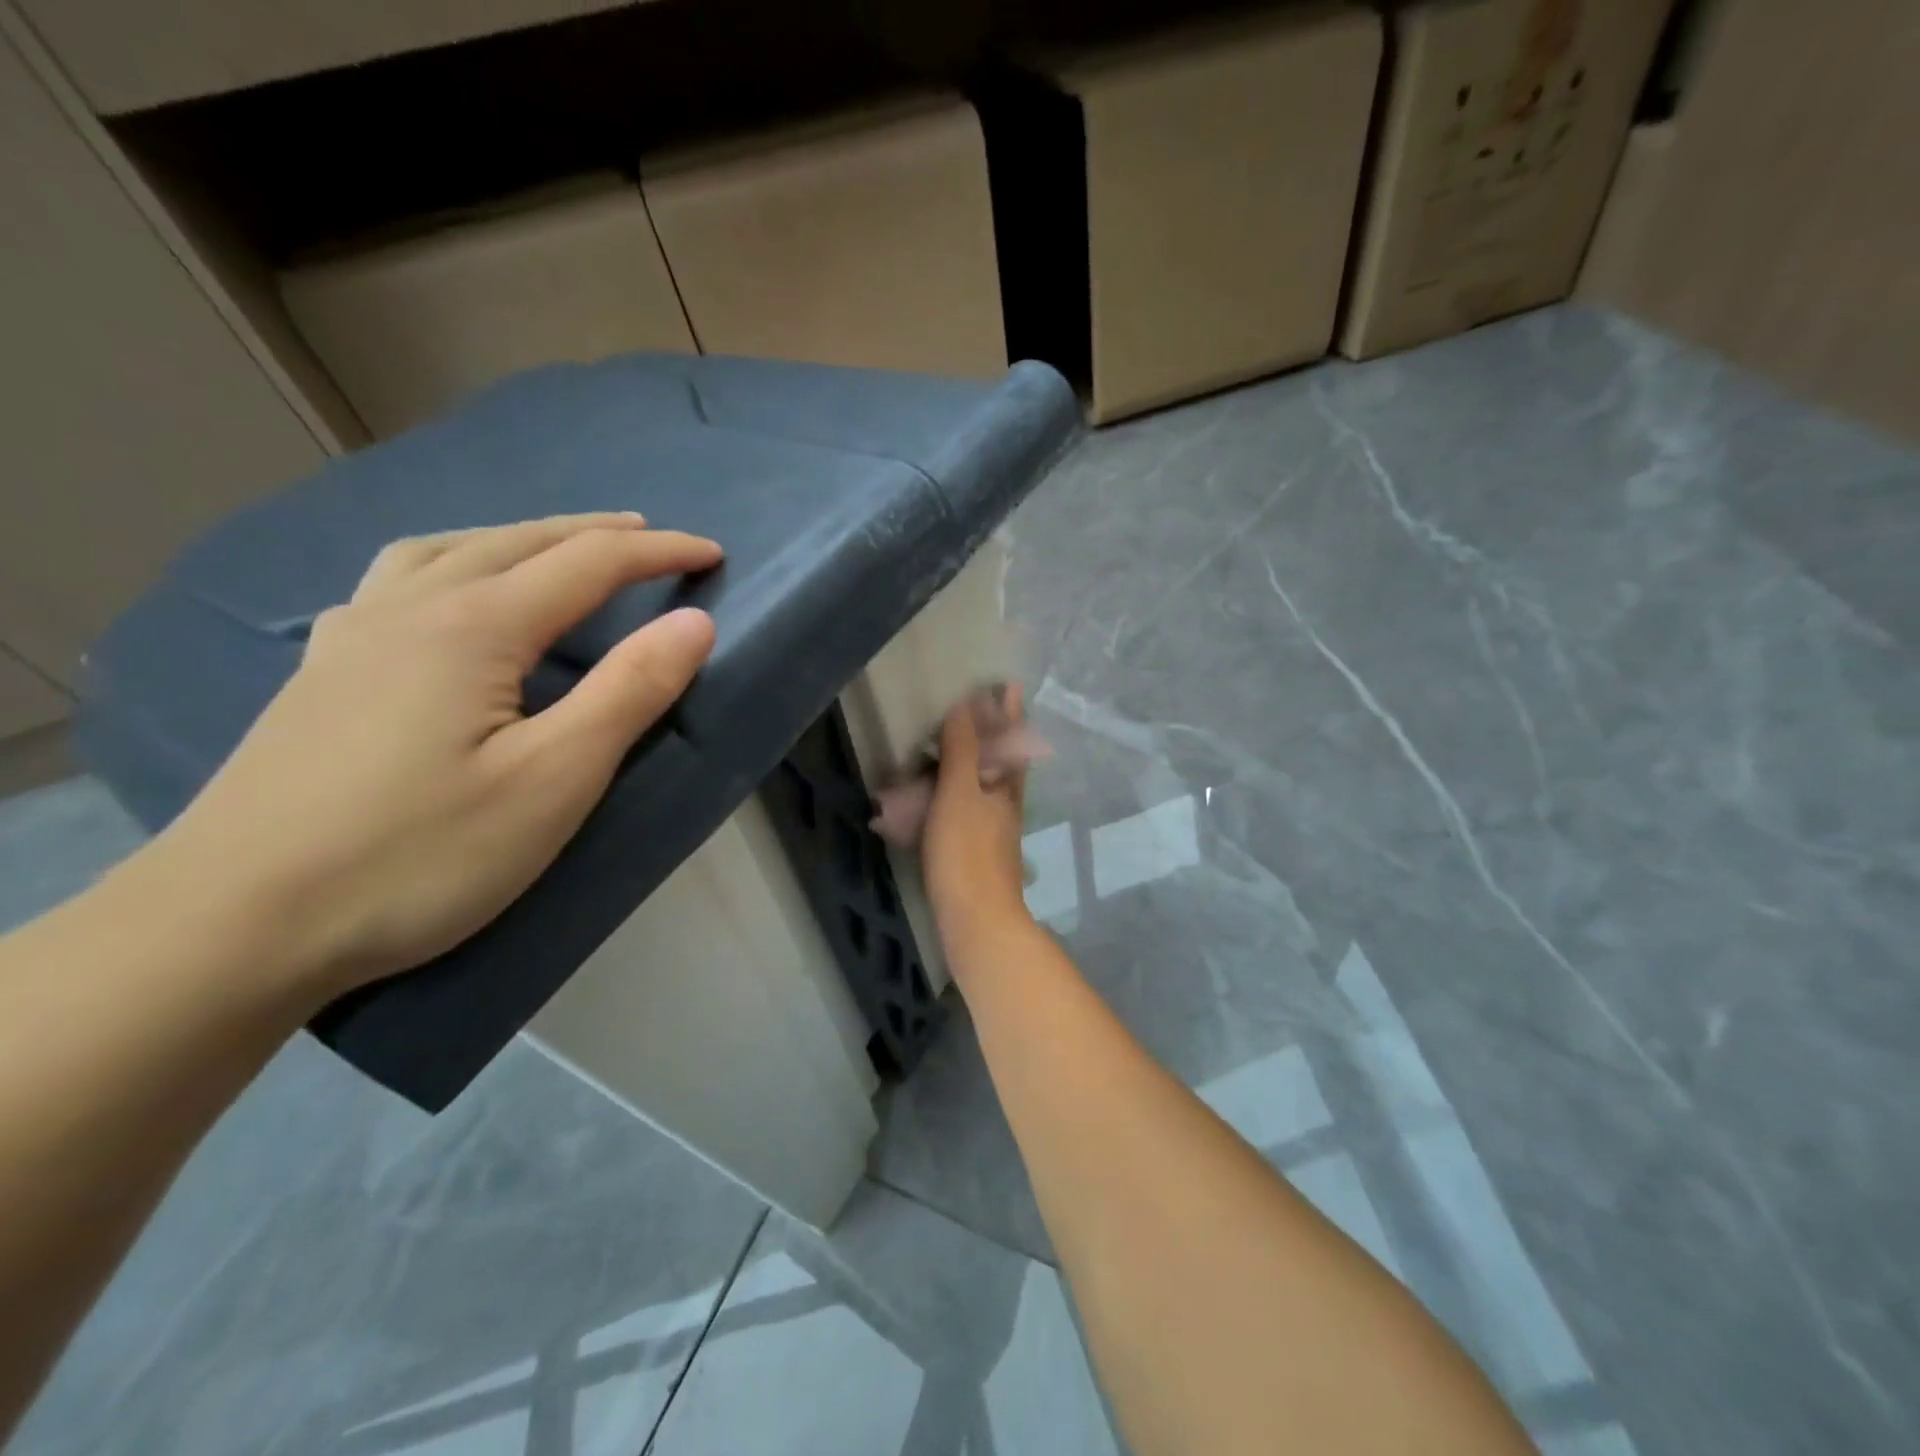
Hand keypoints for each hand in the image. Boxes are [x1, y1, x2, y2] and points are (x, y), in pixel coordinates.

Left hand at [134, 513, 721, 1001]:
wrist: (232, 927)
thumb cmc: (420, 855)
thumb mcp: (554, 779)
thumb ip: (629, 691)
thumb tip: (693, 621)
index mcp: (474, 626)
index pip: (589, 563)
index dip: (659, 553)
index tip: (713, 553)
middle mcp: (410, 609)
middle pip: (518, 542)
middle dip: (595, 533)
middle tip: (649, 538)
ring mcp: (352, 638)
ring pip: (447, 550)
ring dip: (518, 537)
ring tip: (555, 549)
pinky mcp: (320, 675)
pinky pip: (394, 583)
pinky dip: (448, 563)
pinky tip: (443, 594)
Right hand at [922, 683, 1031, 925]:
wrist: (977, 922)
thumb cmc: (967, 853)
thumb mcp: (960, 794)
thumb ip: (963, 751)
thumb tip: (968, 705)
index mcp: (1005, 788)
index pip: (1010, 739)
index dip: (1009, 712)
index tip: (1009, 685)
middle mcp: (1003, 807)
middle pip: (999, 762)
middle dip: (989, 735)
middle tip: (973, 711)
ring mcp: (990, 832)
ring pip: (980, 788)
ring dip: (966, 764)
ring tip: (943, 749)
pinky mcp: (973, 854)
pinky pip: (960, 812)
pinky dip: (946, 798)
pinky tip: (927, 803)